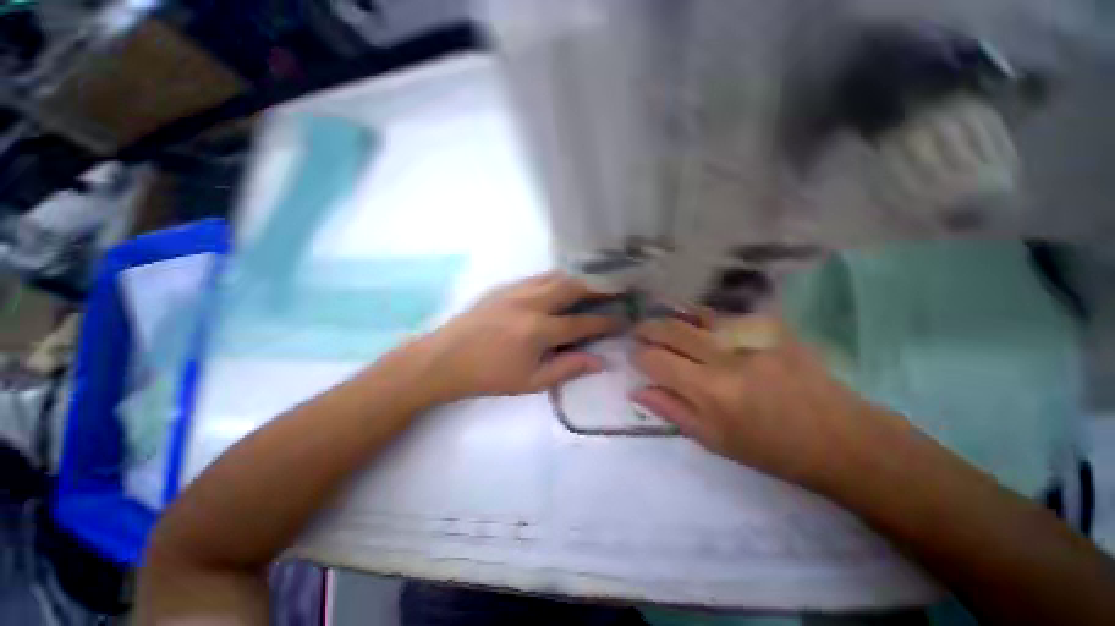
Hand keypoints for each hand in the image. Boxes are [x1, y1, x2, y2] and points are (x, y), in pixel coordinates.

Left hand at [421, 272, 619, 401]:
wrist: (444, 359)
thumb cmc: (489, 376)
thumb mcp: (531, 382)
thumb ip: (568, 369)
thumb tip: (600, 361)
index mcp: (539, 330)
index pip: (583, 322)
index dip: (606, 321)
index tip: (623, 319)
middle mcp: (531, 303)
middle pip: (573, 287)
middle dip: (598, 288)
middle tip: (614, 291)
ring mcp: (516, 290)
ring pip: (556, 277)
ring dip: (578, 280)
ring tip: (591, 287)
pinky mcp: (504, 286)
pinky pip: (538, 277)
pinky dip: (556, 279)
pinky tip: (560, 287)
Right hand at [630, 314, 883, 487]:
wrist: (841, 437)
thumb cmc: (773, 449)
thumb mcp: (715, 441)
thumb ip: (672, 410)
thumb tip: (638, 390)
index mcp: (710, 390)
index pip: (656, 360)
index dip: (639, 356)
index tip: (635, 357)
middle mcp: (726, 357)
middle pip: (672, 329)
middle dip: (647, 328)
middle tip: (638, 332)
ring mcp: (751, 337)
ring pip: (696, 315)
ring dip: (673, 317)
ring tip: (663, 323)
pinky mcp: (772, 328)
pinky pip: (726, 315)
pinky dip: (705, 318)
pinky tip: (700, 324)